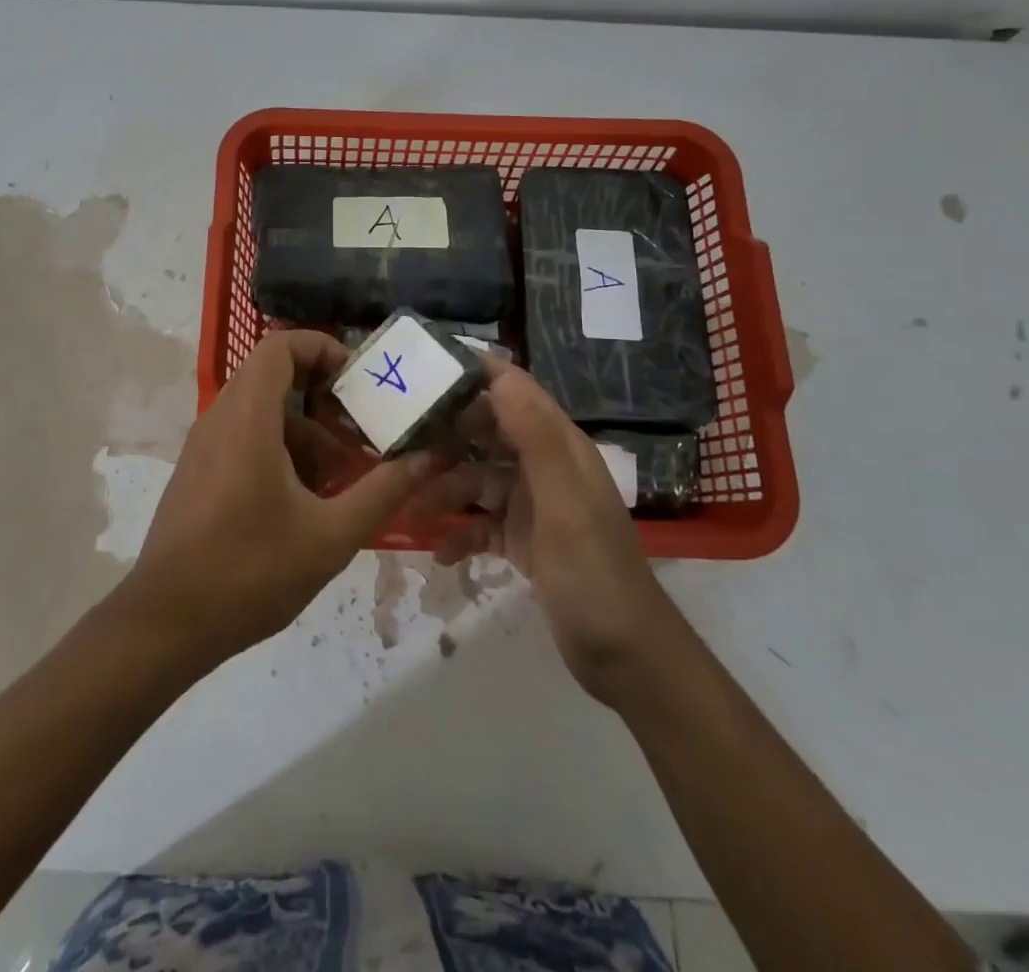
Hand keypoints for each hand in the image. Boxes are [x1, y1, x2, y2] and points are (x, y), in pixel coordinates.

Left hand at [120, 329, 444, 674]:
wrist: (165, 624)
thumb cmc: (249, 572)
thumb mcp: (330, 536)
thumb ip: (383, 491)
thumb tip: (426, 458)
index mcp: (248, 419)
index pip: (280, 346)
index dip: (322, 348)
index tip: (358, 382)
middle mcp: (220, 419)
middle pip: (274, 378)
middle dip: (324, 399)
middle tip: (359, 431)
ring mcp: (204, 447)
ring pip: (262, 413)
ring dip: (306, 433)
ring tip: (339, 480)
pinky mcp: (198, 473)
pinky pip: (244, 438)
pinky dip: (280, 452)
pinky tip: (304, 503)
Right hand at [431, 358, 665, 703]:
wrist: (626, 658)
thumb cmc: (594, 573)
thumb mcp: (563, 502)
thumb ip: (534, 437)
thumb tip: (499, 375)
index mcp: (560, 446)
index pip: (514, 390)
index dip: (475, 374)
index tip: (425, 370)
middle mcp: (544, 467)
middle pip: (488, 432)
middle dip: (447, 436)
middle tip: (401, 444)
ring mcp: (533, 505)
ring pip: (478, 480)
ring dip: (445, 492)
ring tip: (411, 512)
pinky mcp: (523, 540)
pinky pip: (482, 523)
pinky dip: (461, 533)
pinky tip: (442, 553)